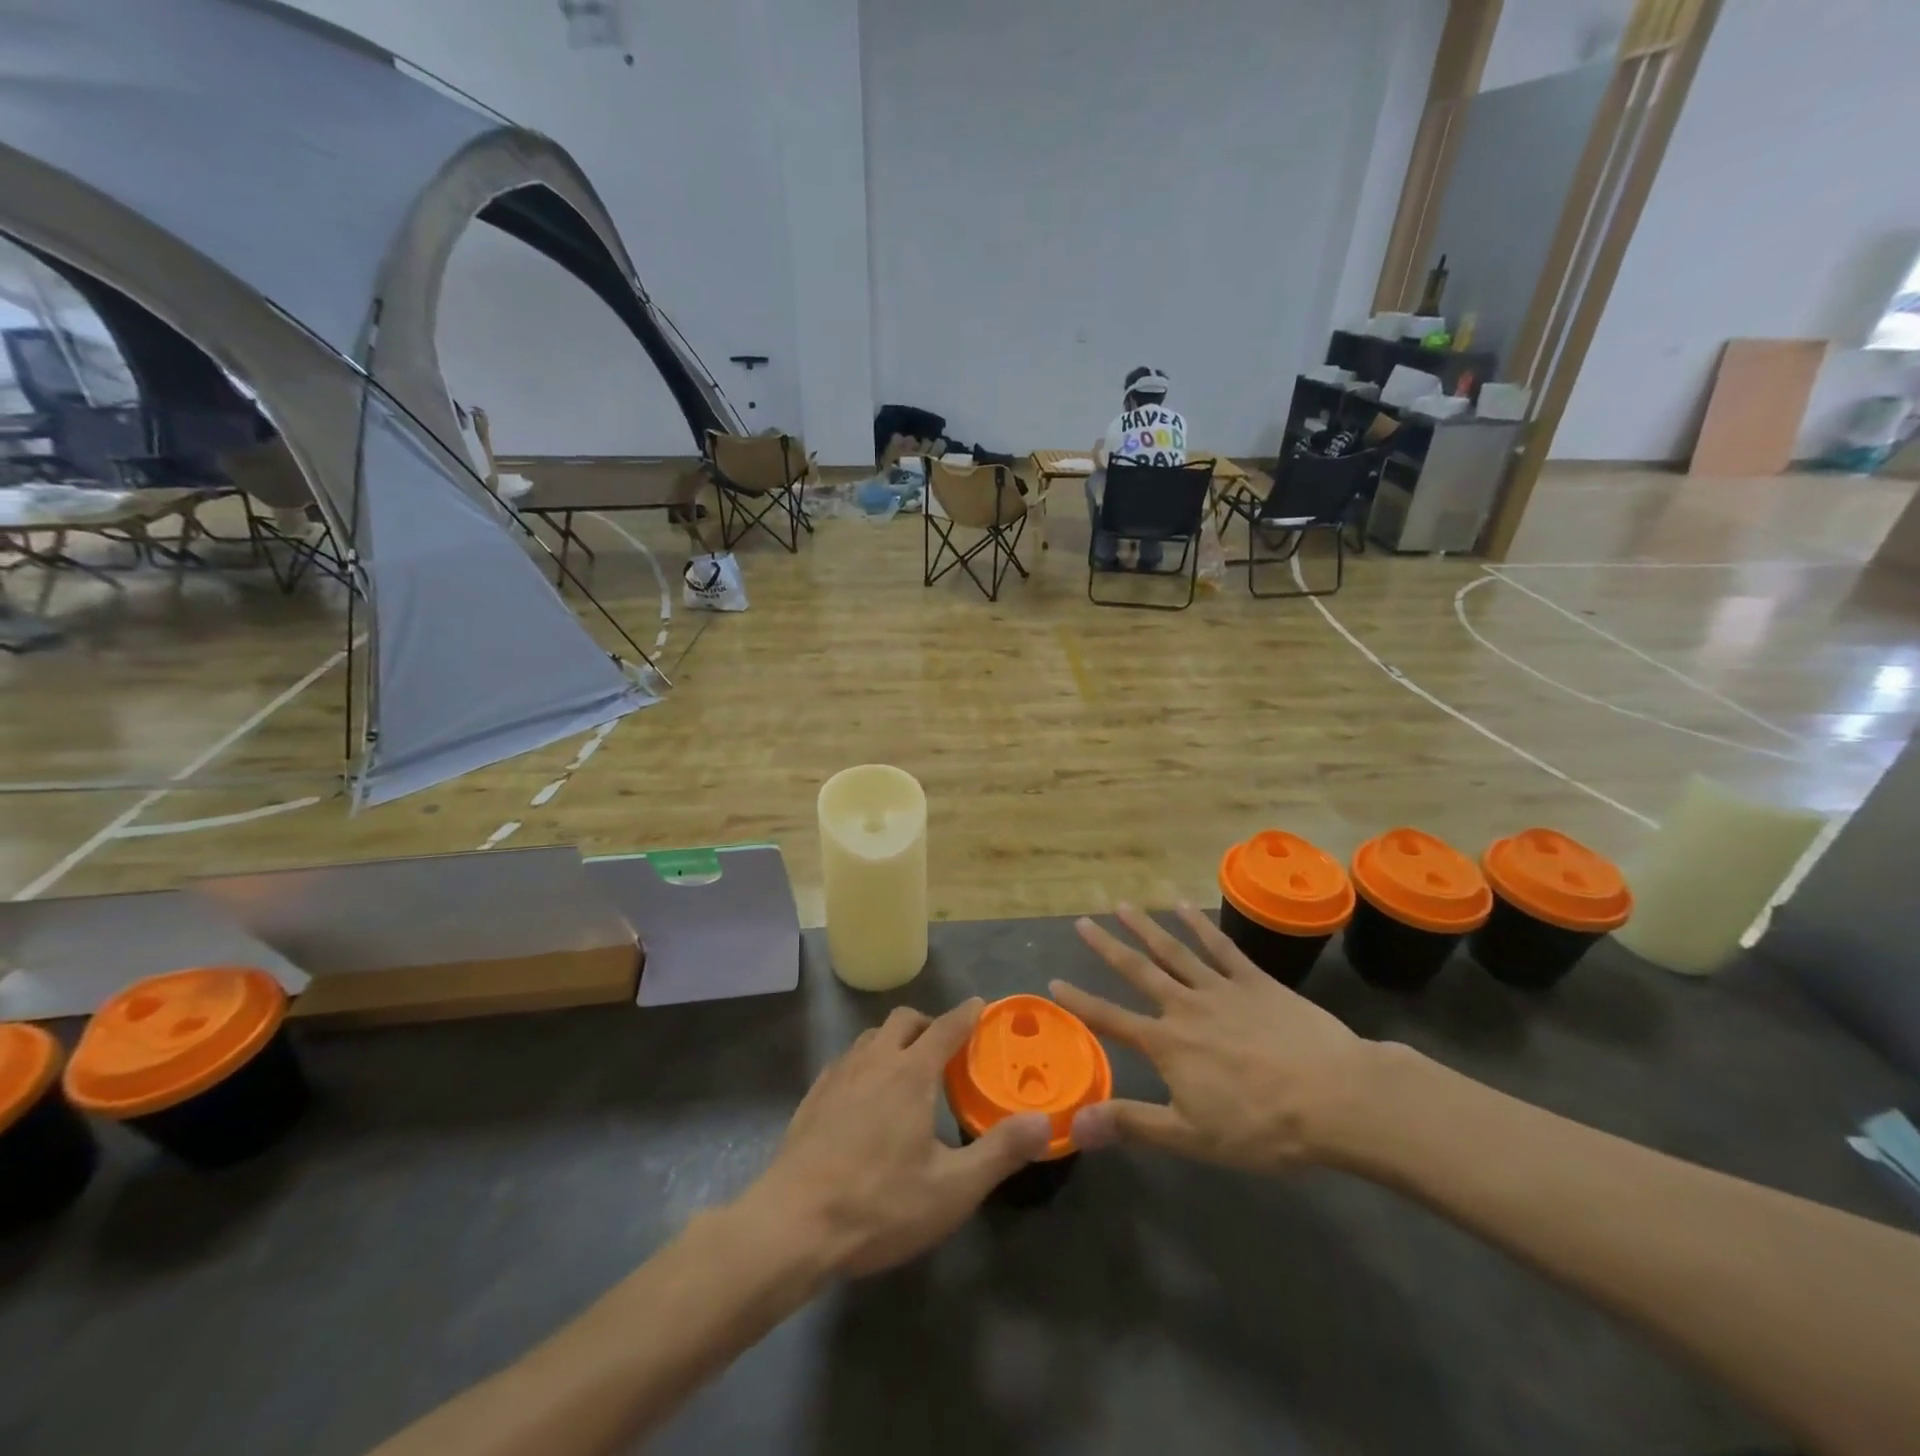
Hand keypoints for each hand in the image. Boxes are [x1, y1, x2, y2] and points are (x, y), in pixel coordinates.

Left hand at [739, 1001, 1050, 1278]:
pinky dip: (866, 1062)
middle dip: (929, 1023)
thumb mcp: (952, 1189)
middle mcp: (874, 1060)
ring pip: (871, 1036)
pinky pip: (846, 1060)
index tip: (981, 1006)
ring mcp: (838, 1075)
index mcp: (911, 1072)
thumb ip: (1000, 1151)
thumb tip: (1044, 1122)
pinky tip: (866, 1095)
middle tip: (946, 1048)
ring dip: (895, 1040)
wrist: (792, 1225)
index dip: (967, 1014)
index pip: (947, 1027)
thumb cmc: (879, 1204)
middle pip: (904, 1020)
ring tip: (908, 1069)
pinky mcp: (813, 1096)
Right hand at [1053, 904, 1382, 1174]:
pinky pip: (1222, 947)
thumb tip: (1075, 1123)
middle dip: (1107, 947)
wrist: (1335, 1098)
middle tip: (1082, 922)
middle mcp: (1186, 1007)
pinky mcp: (1256, 981)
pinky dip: (1201, 926)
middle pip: (1138, 971)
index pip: (1112, 1018)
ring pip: (1175, 951)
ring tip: (1123, 905)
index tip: (1054, 981)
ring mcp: (1222, 989)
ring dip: (1146, 927)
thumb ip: (1132, 1124)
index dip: (1081, 1001)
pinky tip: (1185, 908)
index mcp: (1167, 1044)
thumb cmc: (1262, 1126)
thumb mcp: (1191, 1136)